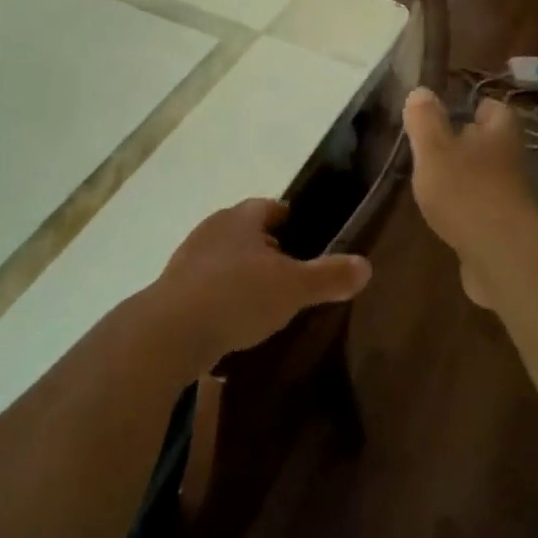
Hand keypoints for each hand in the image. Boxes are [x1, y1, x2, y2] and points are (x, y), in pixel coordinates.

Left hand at [144, 199, 371, 370]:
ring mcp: (189, 258)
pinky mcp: (174, 289)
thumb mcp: (293, 287)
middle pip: (246, 231)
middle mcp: (212, 229)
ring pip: (225, 258)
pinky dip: (223, 297)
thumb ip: (329, 276)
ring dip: (242, 273)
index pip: (270, 207)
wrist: (171, 330)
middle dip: (267, 248)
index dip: (289, 219)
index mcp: (241, 218)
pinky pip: (207, 286)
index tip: (305, 236)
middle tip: (291, 271)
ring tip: (265, 299)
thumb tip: (366, 265)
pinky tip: (235, 320)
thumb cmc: (237, 295)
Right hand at [403, 89, 537, 307]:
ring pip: (488, 176)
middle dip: (469, 143)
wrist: (502, 254)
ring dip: (467, 176)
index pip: (494, 108)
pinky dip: (468, 207)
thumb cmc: (465, 191)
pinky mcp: (506, 228)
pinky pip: (485, 208)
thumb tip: (421, 90)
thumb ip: (425, 120)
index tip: (452, 111)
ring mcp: (512, 196)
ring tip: (436, 179)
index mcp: (499, 134)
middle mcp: (512, 160)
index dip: (475, 107)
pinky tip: (446, 214)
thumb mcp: (433, 150)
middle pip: (492, 143)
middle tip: (437, 145)